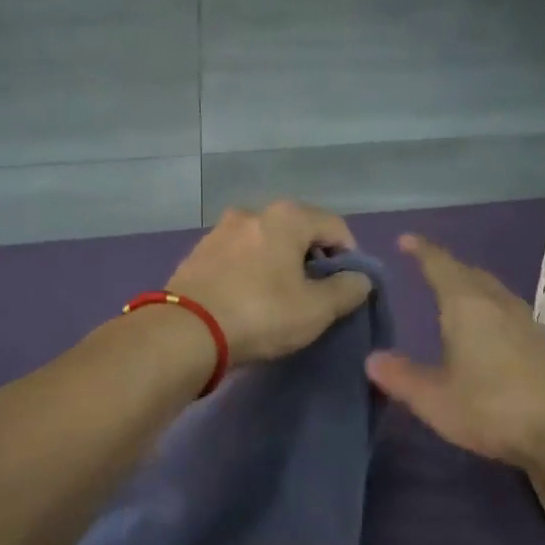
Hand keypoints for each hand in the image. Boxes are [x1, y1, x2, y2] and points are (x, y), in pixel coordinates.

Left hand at [166, 201, 373, 366]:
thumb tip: (360, 278)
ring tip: (281, 298)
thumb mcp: (316, 309)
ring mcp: (220, 230)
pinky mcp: (198, 252)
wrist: (184, 332)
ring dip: (280, 264)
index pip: (335, 226)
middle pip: (299, 231)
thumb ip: (347, 290)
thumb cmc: (260, 314)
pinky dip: (252, 270)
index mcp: (287, 217)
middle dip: (313, 259)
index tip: (348, 287)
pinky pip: (239, 256)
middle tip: (317, 294)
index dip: (350, 256)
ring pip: (266, 242)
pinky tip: (249, 298)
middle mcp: (253, 212)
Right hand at [366, 235, 544, 469]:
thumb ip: (401, 377)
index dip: (422, 250)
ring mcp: (526, 322)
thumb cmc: (492, 408)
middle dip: (447, 267)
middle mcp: (498, 304)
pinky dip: (489, 309)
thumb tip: (373, 359)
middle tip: (427, 269)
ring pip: (493, 292)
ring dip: (471, 287)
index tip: (406, 239)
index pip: (440, 265)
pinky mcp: (543, 344)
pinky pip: (507, 312)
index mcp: (467, 307)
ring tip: (453, 298)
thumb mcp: (434, 399)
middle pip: (470, 274)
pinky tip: (486, 333)